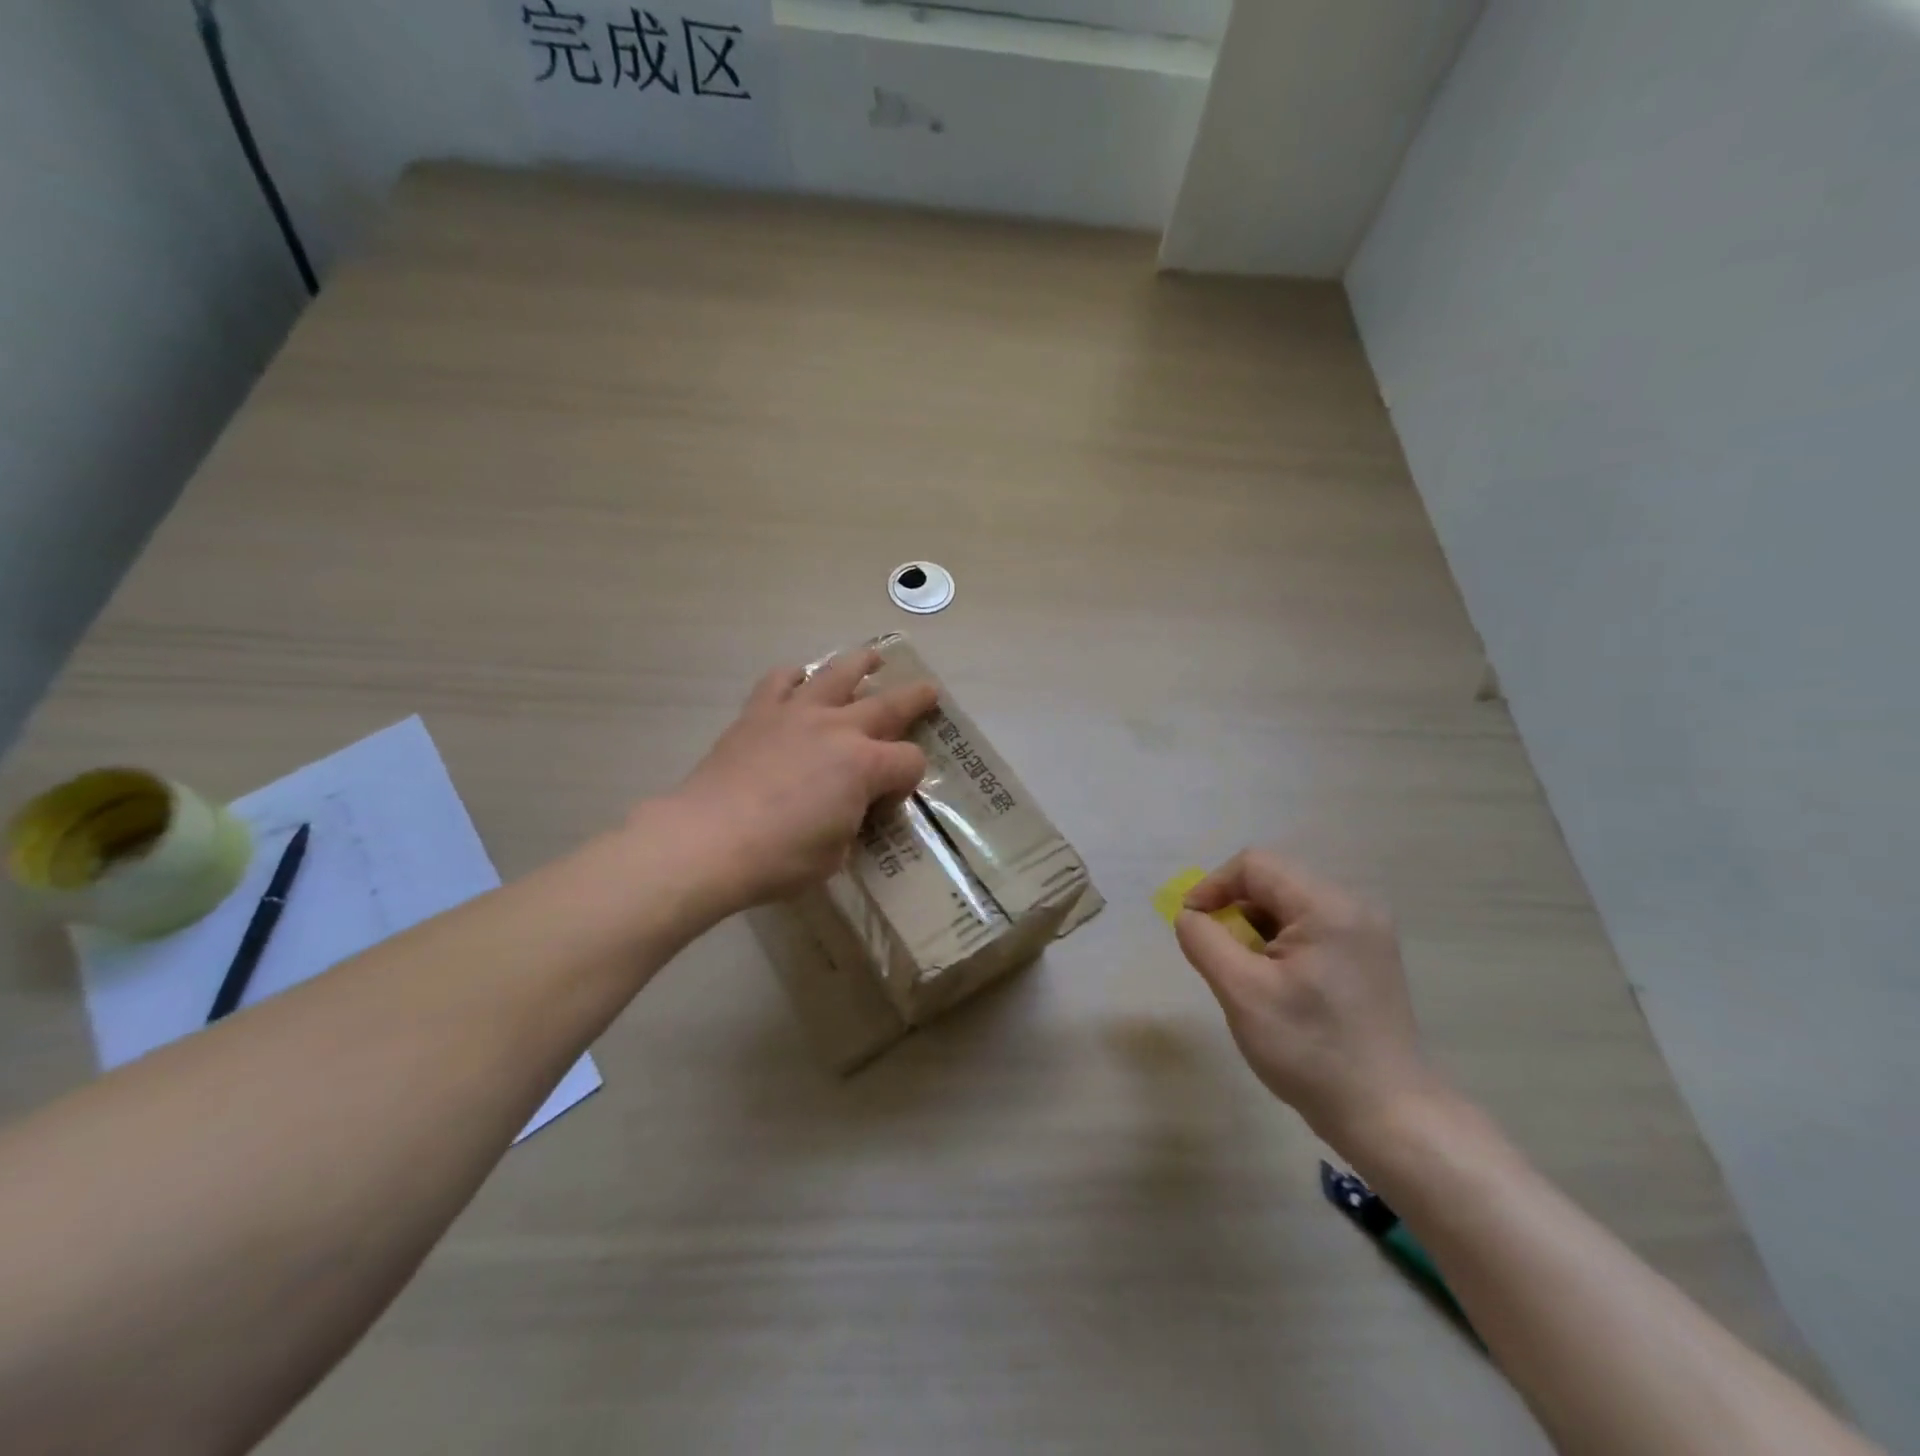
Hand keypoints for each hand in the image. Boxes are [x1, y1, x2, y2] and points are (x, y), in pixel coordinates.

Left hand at [659, 649, 939, 916]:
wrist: (707, 840)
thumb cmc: (779, 857)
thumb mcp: (836, 854)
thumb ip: (851, 823)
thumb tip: (847, 810)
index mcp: (865, 766)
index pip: (909, 761)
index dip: (910, 779)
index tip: (894, 798)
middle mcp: (838, 729)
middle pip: (889, 704)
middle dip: (915, 698)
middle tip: (929, 690)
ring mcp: (797, 714)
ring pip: (837, 674)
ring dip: (860, 664)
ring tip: (872, 658)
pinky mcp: (758, 714)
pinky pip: (780, 680)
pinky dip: (795, 677)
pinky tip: (799, 680)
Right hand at [1175, 849, 1446, 1144]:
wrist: (1388, 1116)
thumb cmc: (1309, 1051)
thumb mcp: (1242, 993)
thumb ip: (1204, 941)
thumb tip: (1189, 916)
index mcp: (1328, 906)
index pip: (1254, 865)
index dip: (1213, 886)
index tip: (1192, 926)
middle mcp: (1354, 906)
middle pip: (1273, 881)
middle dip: (1234, 910)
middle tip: (1219, 955)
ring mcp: (1367, 931)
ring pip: (1289, 905)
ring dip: (1256, 928)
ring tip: (1248, 974)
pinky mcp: (1369, 956)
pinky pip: (1311, 927)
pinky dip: (1280, 943)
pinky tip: (1278, 984)